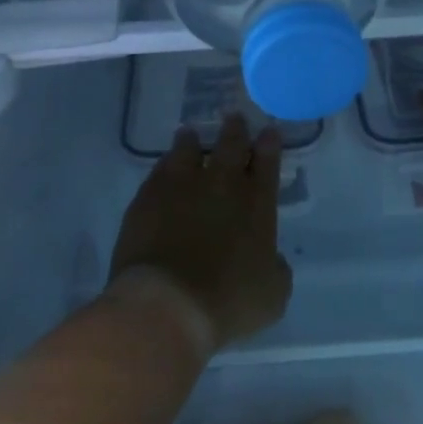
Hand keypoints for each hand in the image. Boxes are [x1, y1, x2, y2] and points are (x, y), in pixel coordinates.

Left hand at [108, 113, 293, 351]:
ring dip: (192, 140)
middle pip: (230, 145)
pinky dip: (166, 164)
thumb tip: (270, 259)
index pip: (267, 162)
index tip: (268, 132)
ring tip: (190, 134)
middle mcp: (222, 185)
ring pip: (188, 149)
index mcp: (257, 204)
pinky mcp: (147, 198)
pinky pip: (159, 170)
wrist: (167, 304)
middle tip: (234, 119)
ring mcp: (181, 187)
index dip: (269, 145)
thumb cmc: (228, 303)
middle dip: (235, 130)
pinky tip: (165, 166)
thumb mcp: (273, 294)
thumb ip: (275, 268)